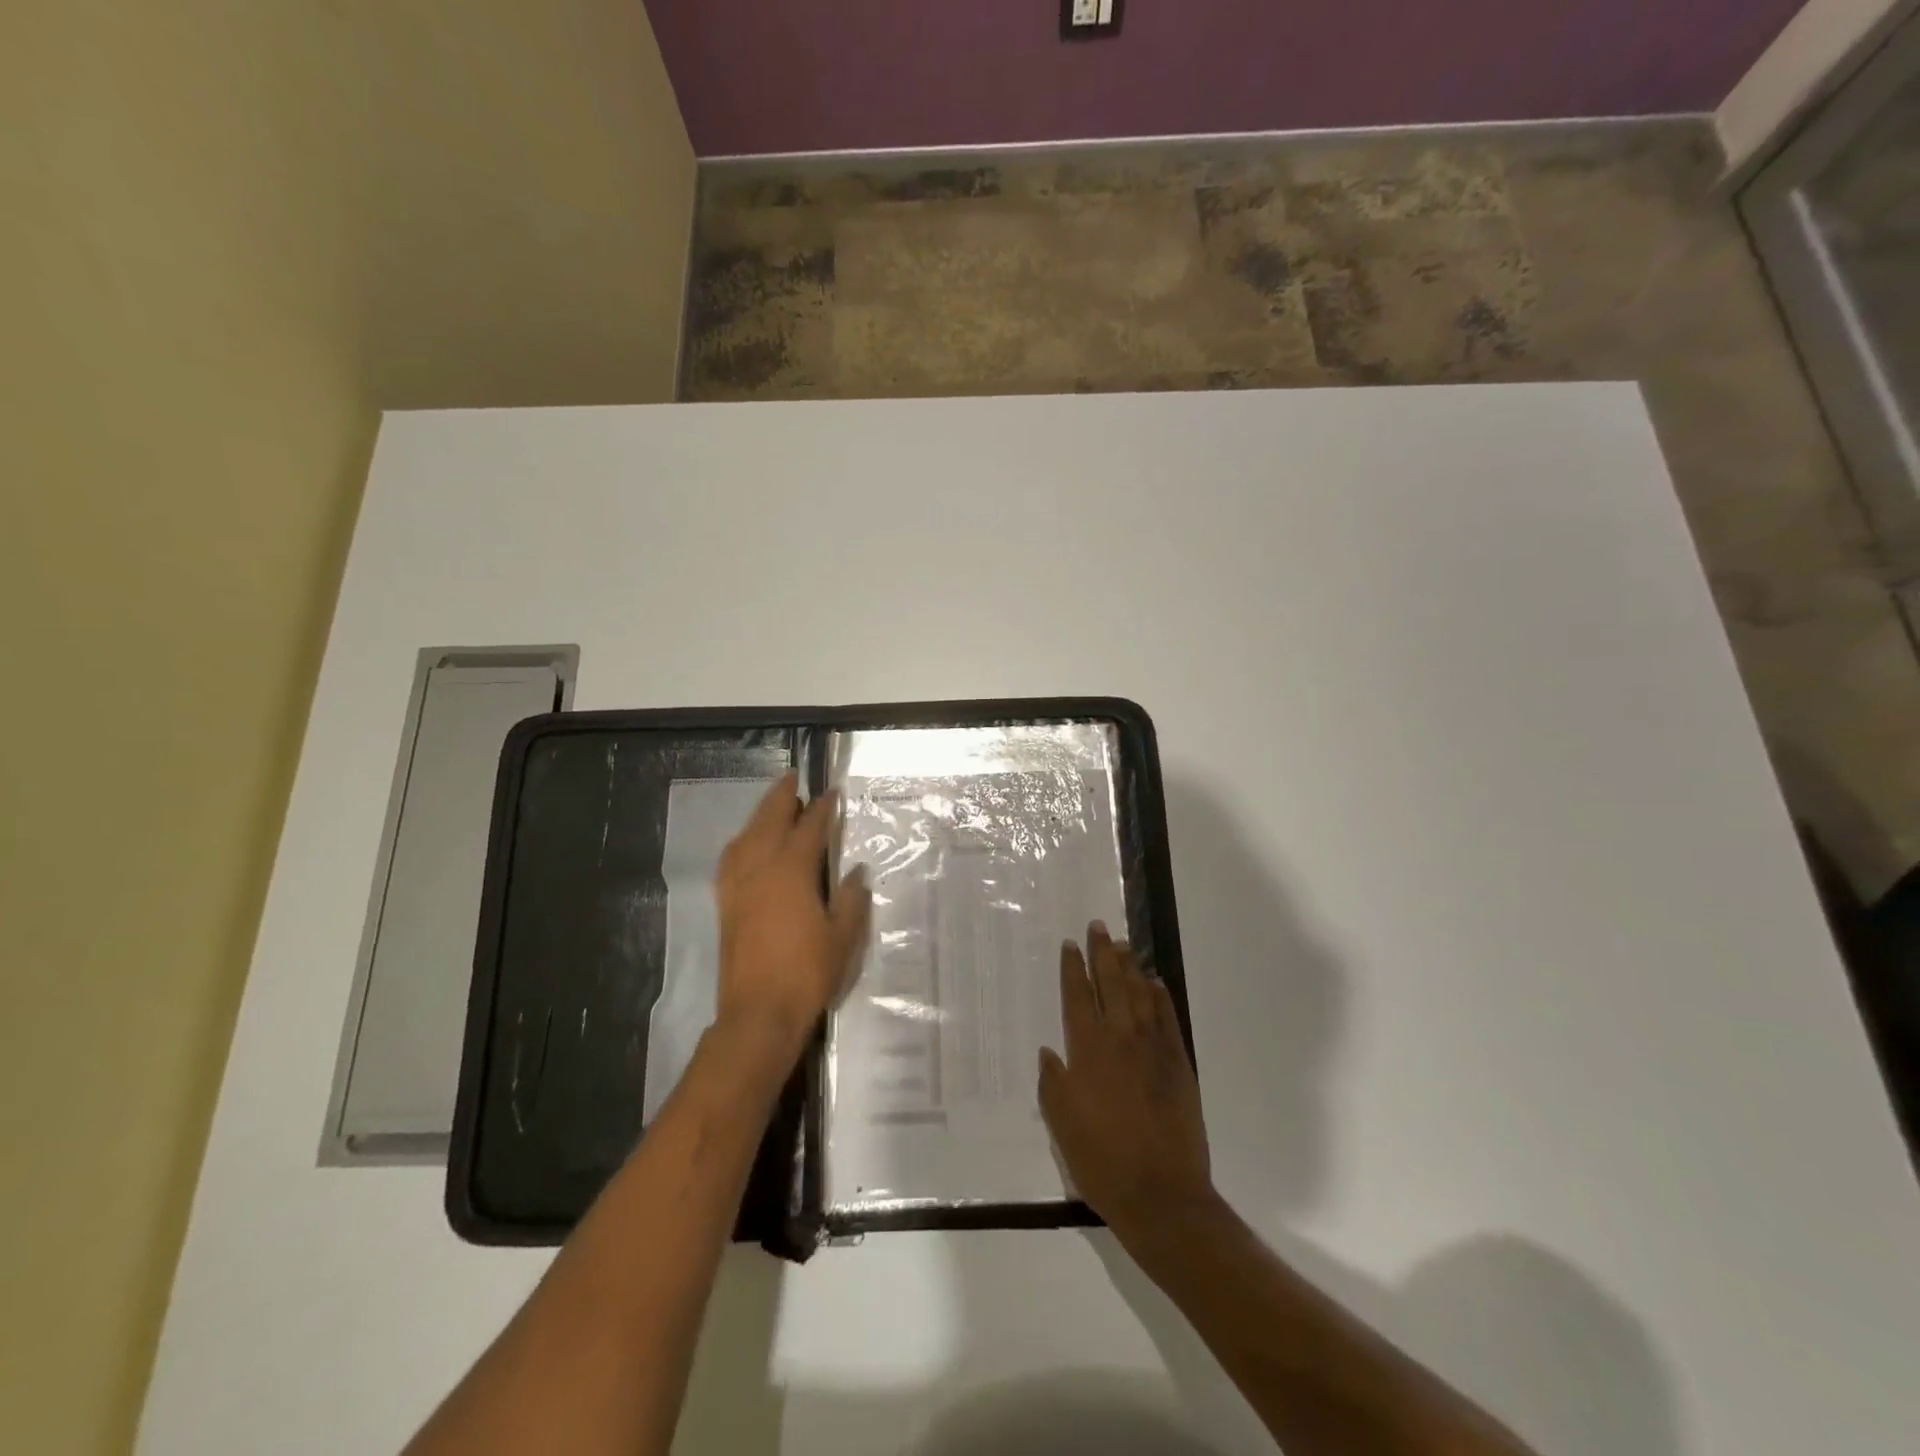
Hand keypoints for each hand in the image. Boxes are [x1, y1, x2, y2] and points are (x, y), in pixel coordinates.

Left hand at [715, 773, 871, 1058]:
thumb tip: (856, 871)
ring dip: (759, 815)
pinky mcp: (726, 904)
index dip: (822, 808)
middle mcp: (761, 868)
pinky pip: (731, 859)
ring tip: (773, 805)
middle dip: (782, 796)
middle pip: (769, 820)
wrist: (758, 1013)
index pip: (809, 827)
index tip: (832, 793)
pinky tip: (746, 845)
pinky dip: (741, 842)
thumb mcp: (842, 937)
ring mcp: (738, 885)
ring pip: (746, 836)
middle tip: (793, 778)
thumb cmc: (807, 973)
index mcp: (792, 871)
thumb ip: (850, 899)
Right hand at [1039, 923, 1214, 1243]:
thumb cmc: (1101, 1160)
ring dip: (1130, 966)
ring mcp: (1154, 1049)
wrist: (1161, 1195)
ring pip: (1140, 994)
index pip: (1078, 997)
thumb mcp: (1061, 1124)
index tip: (1070, 944)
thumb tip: (1050, 1052)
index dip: (1073, 968)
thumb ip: (1053, 1083)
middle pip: (1111, 984)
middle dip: (1102, 953)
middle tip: (1098, 926)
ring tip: (1123, 944)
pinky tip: (1155, 983)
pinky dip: (1160, 997)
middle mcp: (1121, 1039)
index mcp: (1088, 1051)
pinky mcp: (1179, 1064)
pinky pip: (1168, 1019)